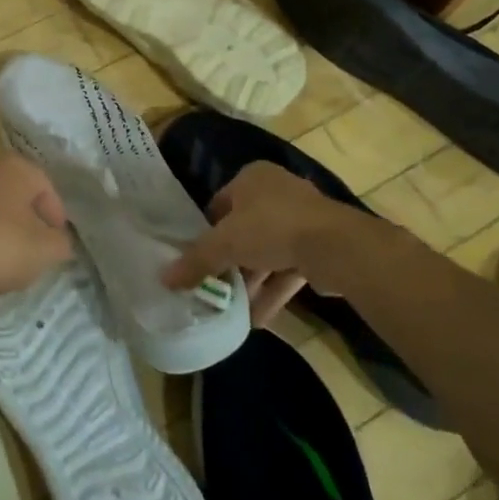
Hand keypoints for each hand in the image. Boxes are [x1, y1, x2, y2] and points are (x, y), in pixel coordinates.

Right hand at [163, 161, 378, 325]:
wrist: (335, 246)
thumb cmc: (271, 228)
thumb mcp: (225, 244)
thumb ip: (195, 261)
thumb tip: (164, 279)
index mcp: (252, 178)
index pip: (219, 204)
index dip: (206, 231)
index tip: (197, 258)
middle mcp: (277, 192)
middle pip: (244, 230)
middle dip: (230, 261)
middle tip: (213, 286)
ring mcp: (302, 219)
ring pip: (267, 252)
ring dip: (251, 281)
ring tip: (232, 309)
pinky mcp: (319, 246)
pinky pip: (288, 269)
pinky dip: (273, 291)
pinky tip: (258, 321)